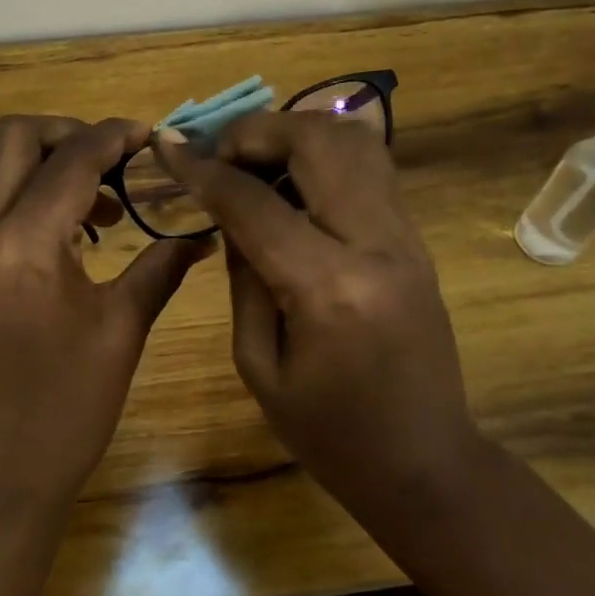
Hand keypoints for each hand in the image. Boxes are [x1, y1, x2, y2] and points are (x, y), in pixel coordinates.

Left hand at [0, 115, 212, 524]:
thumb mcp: (120, 333)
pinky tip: (54, 241)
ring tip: (93, 207)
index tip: (147, 134)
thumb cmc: (64, 415)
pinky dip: (16, 203)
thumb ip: (160, 267)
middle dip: (65, 133)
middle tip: (113, 158)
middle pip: (10, 139)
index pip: (70, 161)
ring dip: (39, 168)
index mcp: (19, 247)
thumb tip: (201, 232)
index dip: (113, 137)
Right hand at [154, 112, 479, 525]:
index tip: (166, 144)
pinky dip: (323, 154)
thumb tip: (228, 213)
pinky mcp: (416, 238)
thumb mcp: (259, 365)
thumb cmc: (331, 436)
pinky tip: (292, 182)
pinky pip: (369, 166)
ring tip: (255, 161)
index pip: (254, 202)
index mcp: (329, 287)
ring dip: (294, 133)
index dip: (202, 168)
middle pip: (316, 141)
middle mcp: (376, 242)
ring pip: (353, 140)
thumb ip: (241, 276)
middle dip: (256, 131)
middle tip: (219, 154)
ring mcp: (406, 235)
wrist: (427, 464)